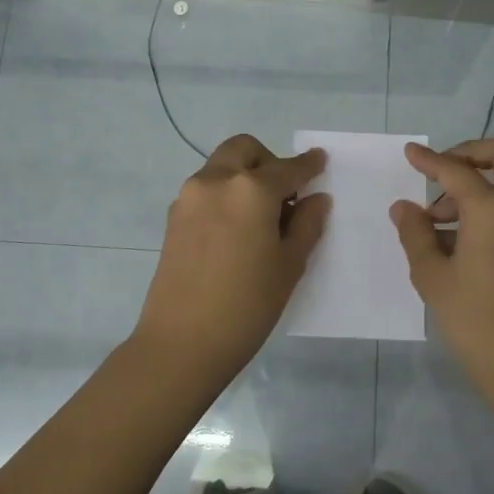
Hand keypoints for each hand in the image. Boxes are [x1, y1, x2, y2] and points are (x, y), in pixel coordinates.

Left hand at [132, 134, 330, 387]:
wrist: (182, 342)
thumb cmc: (247, 305)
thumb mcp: (289, 265)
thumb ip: (307, 224)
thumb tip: (316, 199)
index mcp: (250, 189)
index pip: (287, 168)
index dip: (308, 165)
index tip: (320, 161)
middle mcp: (216, 181)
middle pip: (245, 150)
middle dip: (268, 161)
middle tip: (285, 195)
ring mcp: (189, 198)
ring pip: (222, 167)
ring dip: (244, 177)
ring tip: (261, 217)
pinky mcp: (173, 218)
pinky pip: (206, 190)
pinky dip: (225, 194)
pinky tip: (236, 231)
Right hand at [389, 139, 493, 399]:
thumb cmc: (476, 321)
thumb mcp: (433, 277)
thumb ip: (415, 234)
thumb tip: (405, 207)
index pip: (457, 171)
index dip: (429, 160)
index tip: (410, 152)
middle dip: (471, 153)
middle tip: (442, 174)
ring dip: (483, 183)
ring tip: (442, 222)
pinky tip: (467, 240)